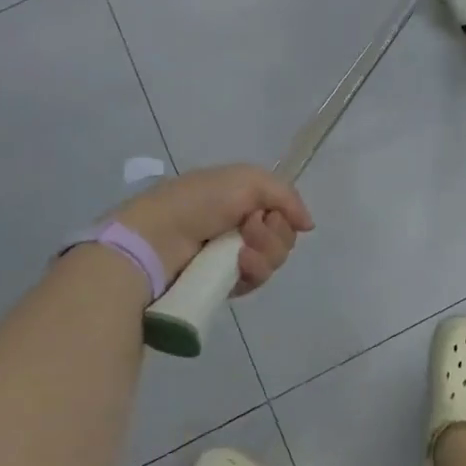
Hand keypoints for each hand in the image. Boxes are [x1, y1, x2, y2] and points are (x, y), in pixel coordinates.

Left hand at [113, 165, 313, 296]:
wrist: (158, 238)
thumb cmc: (200, 201)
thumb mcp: (248, 180)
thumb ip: (286, 196)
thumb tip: (308, 225)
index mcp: (242, 199)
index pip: (282, 210)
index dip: (283, 212)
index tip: (266, 212)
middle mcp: (239, 226)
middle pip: (283, 236)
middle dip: (274, 234)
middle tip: (249, 229)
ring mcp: (231, 257)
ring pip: (274, 260)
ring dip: (266, 253)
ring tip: (241, 251)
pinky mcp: (224, 284)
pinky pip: (256, 280)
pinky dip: (254, 271)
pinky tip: (239, 265)